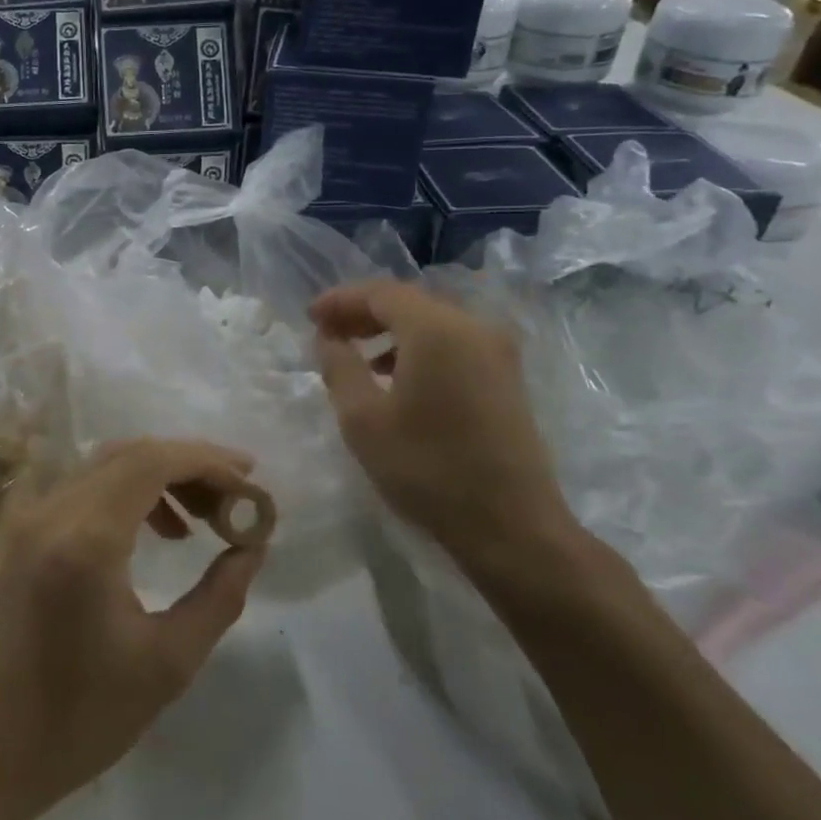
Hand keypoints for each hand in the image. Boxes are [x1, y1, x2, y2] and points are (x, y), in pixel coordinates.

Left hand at [0, 439, 267, 808]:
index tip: (250, 481)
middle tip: (237, 495)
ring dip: (162, 476)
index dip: (207, 462)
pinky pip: (88, 486)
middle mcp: (54, 511)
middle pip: (131, 454)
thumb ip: (220, 596)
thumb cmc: (82, 716)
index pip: (152, 463)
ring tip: (206, 517)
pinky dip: (131, 491)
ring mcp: (33, 516)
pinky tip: (161, 530)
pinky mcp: (26, 529)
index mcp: (86, 540)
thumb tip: (252, 547)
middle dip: (191, 465)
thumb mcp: (168, 662)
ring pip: (108, 464)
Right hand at [311, 281, 575, 563]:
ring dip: (391, 331)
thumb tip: (329, 338)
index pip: (380, 293)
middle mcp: (472, 326)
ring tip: (357, 356)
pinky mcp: (506, 376)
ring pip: (432, 322)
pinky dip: (418, 347)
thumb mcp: (363, 419)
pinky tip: (397, 377)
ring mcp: (496, 351)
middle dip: (364, 313)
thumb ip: (339, 366)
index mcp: (436, 329)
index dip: (340, 300)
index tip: (309, 317)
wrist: (511, 526)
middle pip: (409, 302)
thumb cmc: (427, 468)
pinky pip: (453, 343)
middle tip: (328, 333)